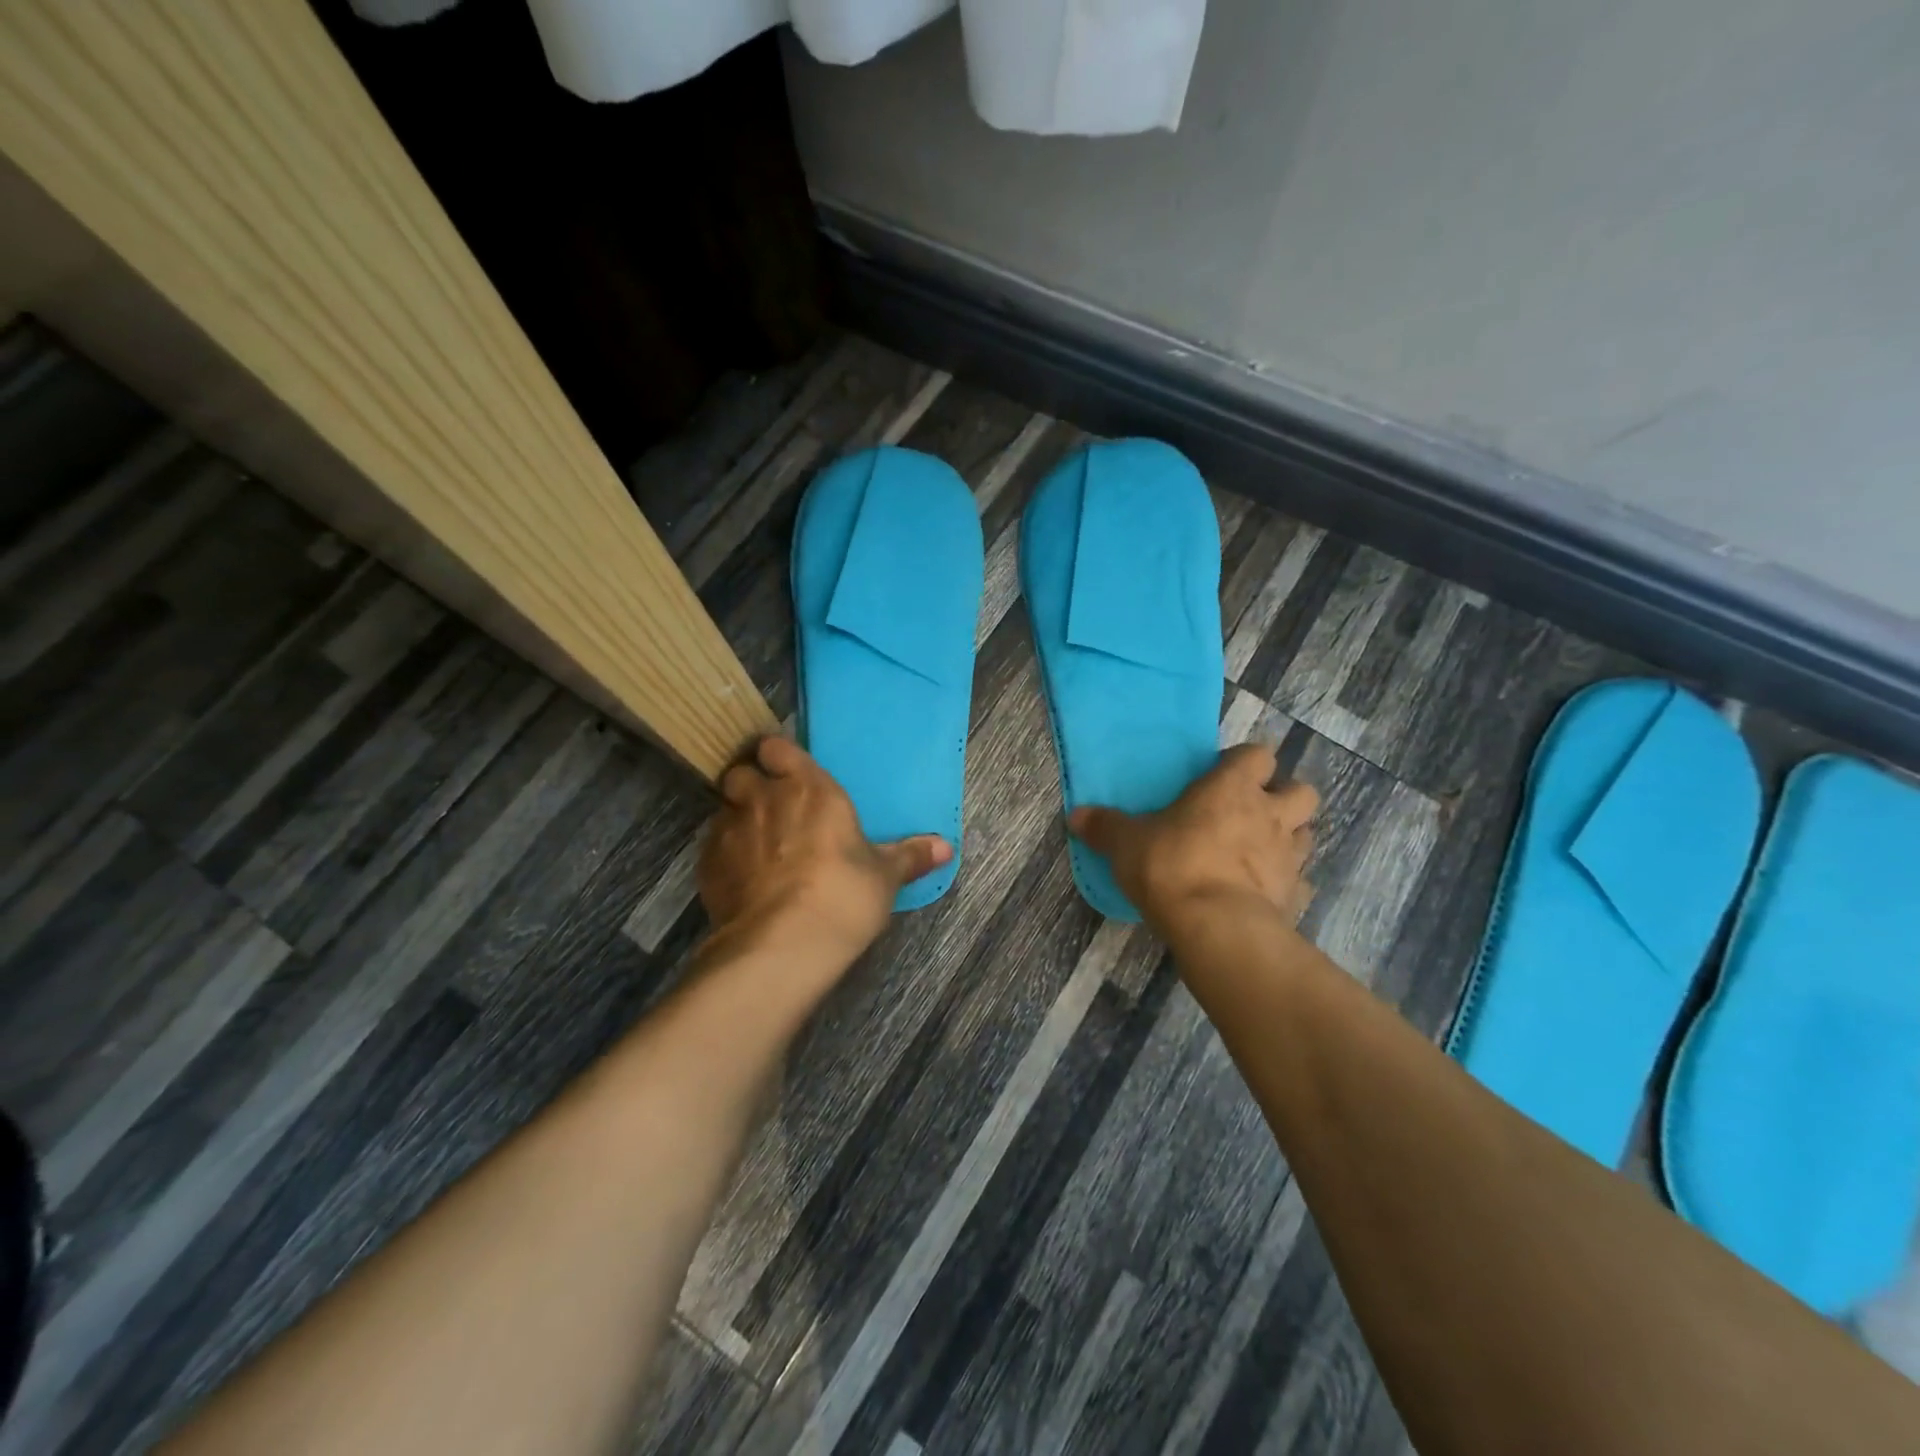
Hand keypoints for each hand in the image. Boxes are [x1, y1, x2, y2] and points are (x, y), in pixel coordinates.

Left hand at [698, 737, 951, 964]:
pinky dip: (724, 856)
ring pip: (723, 809)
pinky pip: (712, 848)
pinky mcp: (707, 866)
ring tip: (754, 845)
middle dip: (750, 784)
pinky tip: (741, 879)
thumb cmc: (844, 894)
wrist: (784, 943)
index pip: (777, 748)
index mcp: (809, 788)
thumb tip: (946, 846)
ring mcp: (729, 831)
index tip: (785, 769)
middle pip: (740, 773)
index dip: (777, 755)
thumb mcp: (885, 876)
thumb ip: (910, 855)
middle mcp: (764, 799)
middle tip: (768, 806)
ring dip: (736, 819)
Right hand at [1069, 744, 1316, 932]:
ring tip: (1258, 851)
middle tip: (1251, 812)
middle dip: (1283, 797)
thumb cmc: (1171, 866)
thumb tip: (1075, 815)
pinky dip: (1287, 884)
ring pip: (1306, 833)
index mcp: (1231, 788)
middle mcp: (1269, 814)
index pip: (1258, 754)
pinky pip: (1300, 882)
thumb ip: (1104, 826)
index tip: (1221, 777)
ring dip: (1288, 837)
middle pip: (1302, 790)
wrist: (1216, 927)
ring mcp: (1289, 857)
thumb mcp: (1125, 843)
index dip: (1244, 762)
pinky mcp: (1296, 896)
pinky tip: (1263, 893)